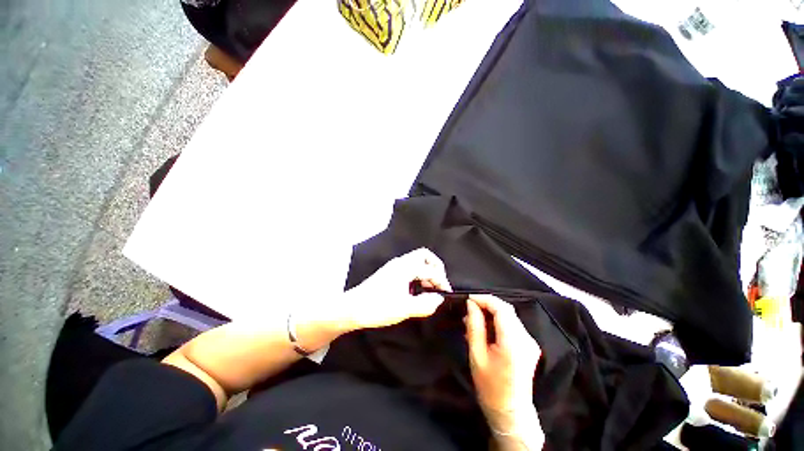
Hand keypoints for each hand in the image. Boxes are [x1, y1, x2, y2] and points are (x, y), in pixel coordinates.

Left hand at [340, 248, 451, 330]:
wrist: (351, 309)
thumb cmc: (378, 307)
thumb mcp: (404, 308)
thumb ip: (425, 304)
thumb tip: (439, 299)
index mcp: (405, 267)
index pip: (430, 269)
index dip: (442, 281)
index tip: (446, 294)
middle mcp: (400, 262)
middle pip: (424, 255)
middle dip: (435, 267)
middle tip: (439, 283)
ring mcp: (394, 266)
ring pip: (416, 261)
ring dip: (426, 271)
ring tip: (430, 289)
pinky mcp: (389, 273)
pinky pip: (409, 267)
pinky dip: (418, 274)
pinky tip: (416, 290)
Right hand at [464, 295, 540, 422]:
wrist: (511, 412)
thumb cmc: (490, 386)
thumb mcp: (476, 355)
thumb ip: (474, 326)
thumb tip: (471, 304)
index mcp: (513, 342)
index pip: (501, 308)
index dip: (484, 299)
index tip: (469, 298)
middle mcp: (526, 338)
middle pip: (507, 310)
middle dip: (487, 304)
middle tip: (469, 308)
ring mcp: (530, 341)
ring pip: (509, 316)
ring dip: (491, 313)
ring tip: (472, 319)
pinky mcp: (529, 345)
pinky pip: (512, 325)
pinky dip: (497, 322)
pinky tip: (484, 329)